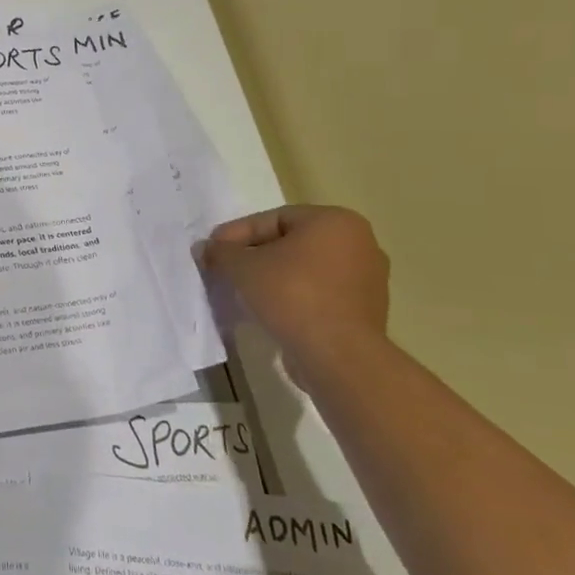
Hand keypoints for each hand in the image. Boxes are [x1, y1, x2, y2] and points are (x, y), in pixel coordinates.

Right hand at [199, 205, 389, 384]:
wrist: (338, 356)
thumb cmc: (291, 295)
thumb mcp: (242, 267)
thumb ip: (221, 252)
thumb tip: (206, 248)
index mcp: (335, 221)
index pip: (273, 219)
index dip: (236, 233)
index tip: (213, 250)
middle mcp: (360, 243)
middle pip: (291, 242)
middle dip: (255, 255)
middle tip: (226, 268)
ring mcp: (368, 278)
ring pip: (305, 269)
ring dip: (273, 276)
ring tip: (243, 291)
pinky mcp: (366, 309)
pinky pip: (320, 292)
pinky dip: (294, 296)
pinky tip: (270, 310)